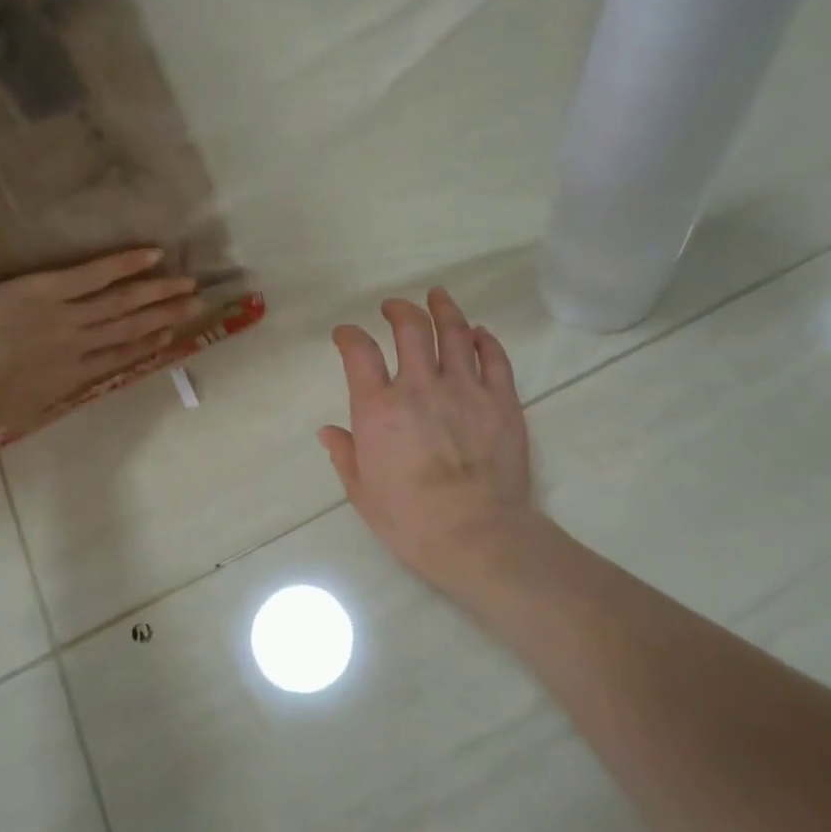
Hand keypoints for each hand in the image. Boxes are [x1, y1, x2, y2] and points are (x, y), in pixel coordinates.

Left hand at [0, 249, 202, 433]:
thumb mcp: (17, 410)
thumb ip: (43, 396)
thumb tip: (54, 391)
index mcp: (69, 379)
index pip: (117, 358)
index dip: (146, 345)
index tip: (167, 335)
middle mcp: (79, 347)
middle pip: (130, 328)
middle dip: (165, 316)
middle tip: (196, 303)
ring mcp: (67, 317)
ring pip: (123, 302)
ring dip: (158, 292)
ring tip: (187, 283)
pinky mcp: (48, 290)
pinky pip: (96, 274)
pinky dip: (126, 264)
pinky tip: (152, 254)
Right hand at [320, 288, 536, 591]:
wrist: (476, 535)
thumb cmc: (410, 520)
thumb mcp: (362, 493)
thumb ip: (345, 455)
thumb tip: (329, 432)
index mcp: (378, 408)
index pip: (359, 352)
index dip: (349, 336)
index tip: (345, 334)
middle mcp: (419, 387)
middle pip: (410, 328)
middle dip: (399, 310)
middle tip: (394, 306)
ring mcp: (464, 389)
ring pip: (455, 333)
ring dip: (443, 309)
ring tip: (438, 296)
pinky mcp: (501, 401)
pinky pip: (494, 359)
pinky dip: (485, 340)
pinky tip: (479, 332)